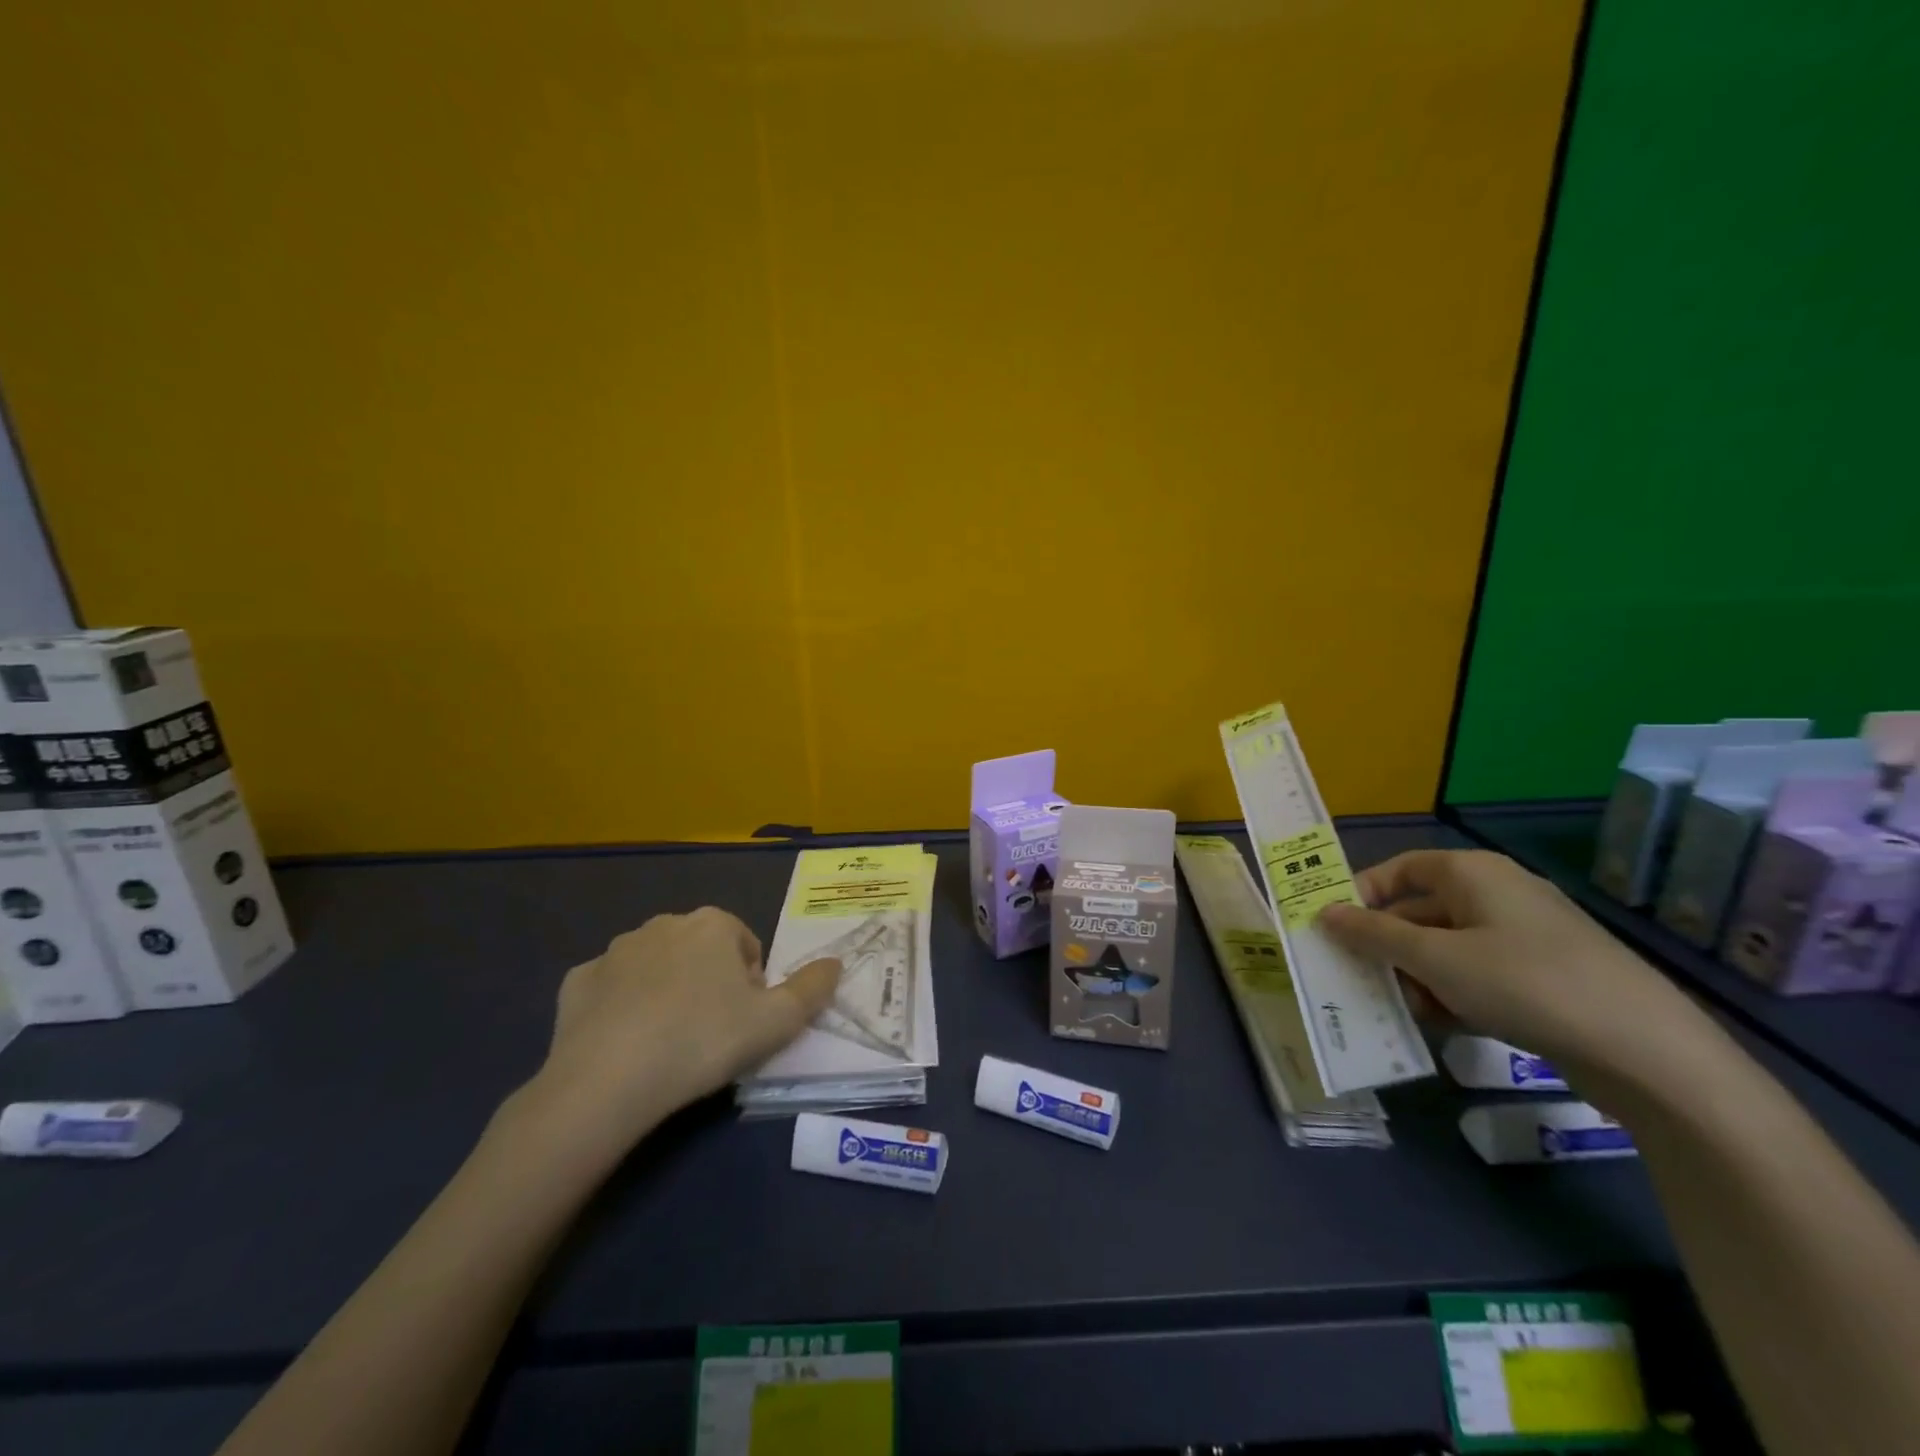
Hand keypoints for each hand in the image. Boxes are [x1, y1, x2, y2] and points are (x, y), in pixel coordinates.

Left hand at [520, 907, 839, 1155]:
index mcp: (712, 924)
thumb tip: (836, 963)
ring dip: (666, 990)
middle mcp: (663, 924)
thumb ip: (813, 988)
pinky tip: (623, 1043)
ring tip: (667, 1042)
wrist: (607, 1081)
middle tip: (711, 1033)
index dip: (751, 983)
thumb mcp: (777, 1022)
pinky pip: (610, 988)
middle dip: (709, 982)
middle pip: (700, 950)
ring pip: (655, 966)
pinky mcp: (576, 981)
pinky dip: (620, 1007)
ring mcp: (615, 950)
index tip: (744, 1021)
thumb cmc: (703, 1041)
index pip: (745, 944)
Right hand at [1316, 849, 1704, 1077]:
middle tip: (1357, 978)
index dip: (1363, 894)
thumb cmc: (1524, 983)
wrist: (1648, 1052)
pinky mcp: (1547, 977)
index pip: (1400, 869)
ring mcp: (1527, 937)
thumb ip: (1373, 935)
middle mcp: (1498, 894)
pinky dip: (1454, 994)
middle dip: (1387, 946)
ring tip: (1399, 1010)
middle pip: (1421, 910)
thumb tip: (1324, 912)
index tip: (1335, 928)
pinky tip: (1443, 1025)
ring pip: (1448, 948)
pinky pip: (1480, 974)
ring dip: (1417, 976)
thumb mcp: (1434, 960)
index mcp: (1472, 873)